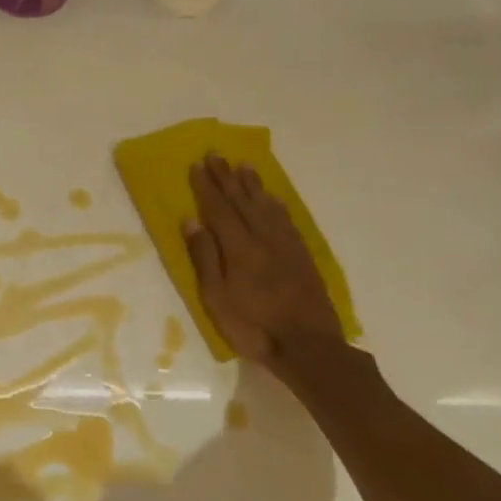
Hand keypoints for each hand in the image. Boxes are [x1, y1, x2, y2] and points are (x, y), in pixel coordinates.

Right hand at [183, 153, 342, 366]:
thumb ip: (204, 258)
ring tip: (244, 166)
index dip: (207, 186)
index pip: (219, 209)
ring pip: (266, 207)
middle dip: (227, 177)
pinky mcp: (302, 257)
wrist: (308, 347)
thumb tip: (191, 220)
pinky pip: (287, 221)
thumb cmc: (253, 326)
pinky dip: (276, 205)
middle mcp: (263, 239)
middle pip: (242, 201)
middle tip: (216, 154)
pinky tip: (272, 199)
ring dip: (253, 185)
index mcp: (239, 248)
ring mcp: (286, 246)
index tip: (197, 165)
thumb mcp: (216, 298)